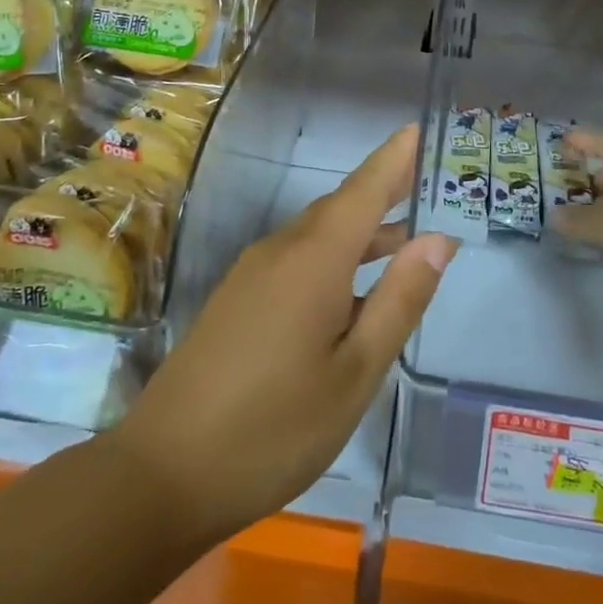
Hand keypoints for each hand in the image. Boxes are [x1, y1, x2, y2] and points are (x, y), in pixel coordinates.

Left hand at [112, 126, 456, 540]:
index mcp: (313, 259)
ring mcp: (253, 274)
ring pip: (318, 235)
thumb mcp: (355, 371)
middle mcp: (280, 251)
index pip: (364, 189)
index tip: (418, 130)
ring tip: (407, 237)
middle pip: (341, 207)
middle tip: (429, 184)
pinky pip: (297, 259)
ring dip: (362, 230)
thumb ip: (399, 301)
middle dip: (384, 192)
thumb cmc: (275, 428)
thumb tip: (438, 240)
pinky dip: (335, 258)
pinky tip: (353, 289)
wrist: (164, 473)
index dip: (393, 158)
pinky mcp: (238, 299)